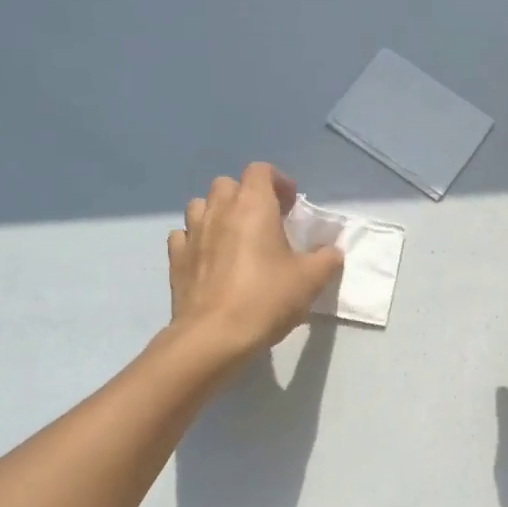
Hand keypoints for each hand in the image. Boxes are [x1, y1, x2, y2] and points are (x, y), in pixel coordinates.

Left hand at [167, 163, 342, 364]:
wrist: (214, 336)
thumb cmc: (266, 298)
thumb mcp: (311, 279)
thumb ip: (326, 258)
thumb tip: (332, 250)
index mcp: (253, 205)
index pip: (260, 170)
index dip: (277, 182)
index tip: (290, 205)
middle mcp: (219, 210)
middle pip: (227, 184)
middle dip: (246, 195)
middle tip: (264, 221)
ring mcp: (192, 233)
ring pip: (200, 205)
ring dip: (217, 213)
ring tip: (233, 236)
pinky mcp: (176, 259)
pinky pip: (183, 236)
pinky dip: (196, 239)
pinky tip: (209, 258)